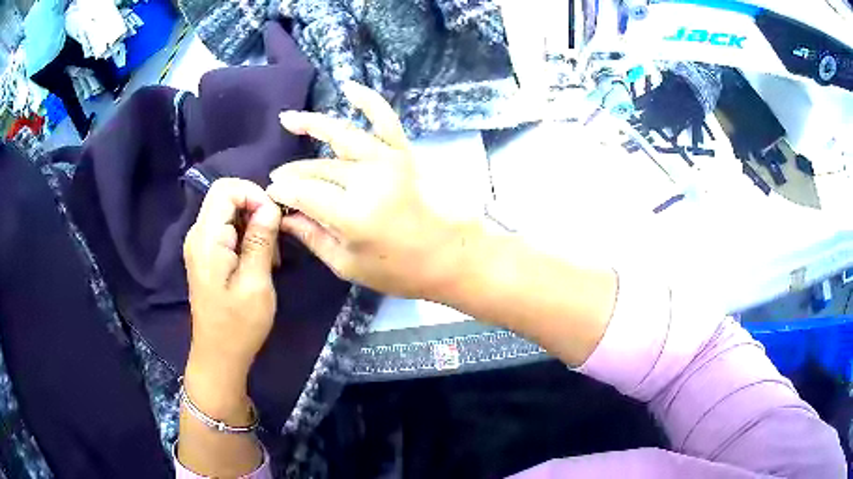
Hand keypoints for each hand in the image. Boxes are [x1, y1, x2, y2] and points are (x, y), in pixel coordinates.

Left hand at [183, 178, 281, 394]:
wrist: (219, 354)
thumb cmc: (239, 325)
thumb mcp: (256, 284)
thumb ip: (261, 240)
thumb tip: (270, 206)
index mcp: (207, 239)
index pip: (226, 189)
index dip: (253, 194)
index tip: (274, 219)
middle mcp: (197, 234)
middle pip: (225, 197)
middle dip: (255, 209)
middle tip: (274, 241)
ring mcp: (199, 244)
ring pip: (228, 212)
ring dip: (252, 224)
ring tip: (268, 256)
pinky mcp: (205, 254)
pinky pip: (225, 228)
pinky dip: (245, 235)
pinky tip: (257, 260)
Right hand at [267, 82, 483, 298]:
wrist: (452, 256)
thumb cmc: (400, 270)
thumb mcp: (348, 265)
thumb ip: (312, 236)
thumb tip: (284, 216)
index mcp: (351, 214)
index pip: (302, 193)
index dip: (282, 191)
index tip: (271, 193)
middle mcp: (367, 179)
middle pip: (318, 168)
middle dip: (293, 172)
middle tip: (278, 176)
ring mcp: (388, 160)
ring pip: (341, 137)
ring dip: (313, 124)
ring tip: (288, 119)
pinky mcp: (404, 152)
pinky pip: (385, 119)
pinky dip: (368, 100)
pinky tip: (349, 87)